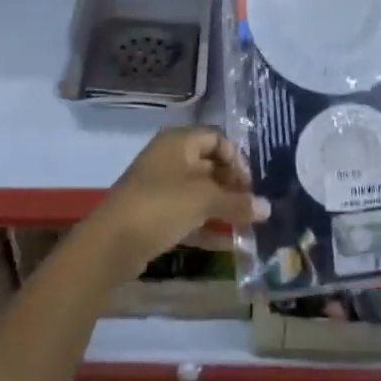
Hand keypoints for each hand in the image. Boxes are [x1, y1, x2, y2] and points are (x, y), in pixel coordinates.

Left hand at [92, 127, 265, 276]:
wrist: (112, 242)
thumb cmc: (161, 206)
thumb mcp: (205, 200)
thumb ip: (238, 202)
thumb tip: (268, 207)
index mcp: (178, 142)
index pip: (216, 138)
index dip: (237, 159)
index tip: (251, 185)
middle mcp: (169, 157)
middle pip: (208, 163)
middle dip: (232, 184)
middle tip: (251, 206)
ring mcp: (159, 185)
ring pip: (198, 189)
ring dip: (221, 204)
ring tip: (244, 223)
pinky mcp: (154, 211)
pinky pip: (186, 210)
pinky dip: (205, 221)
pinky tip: (224, 239)